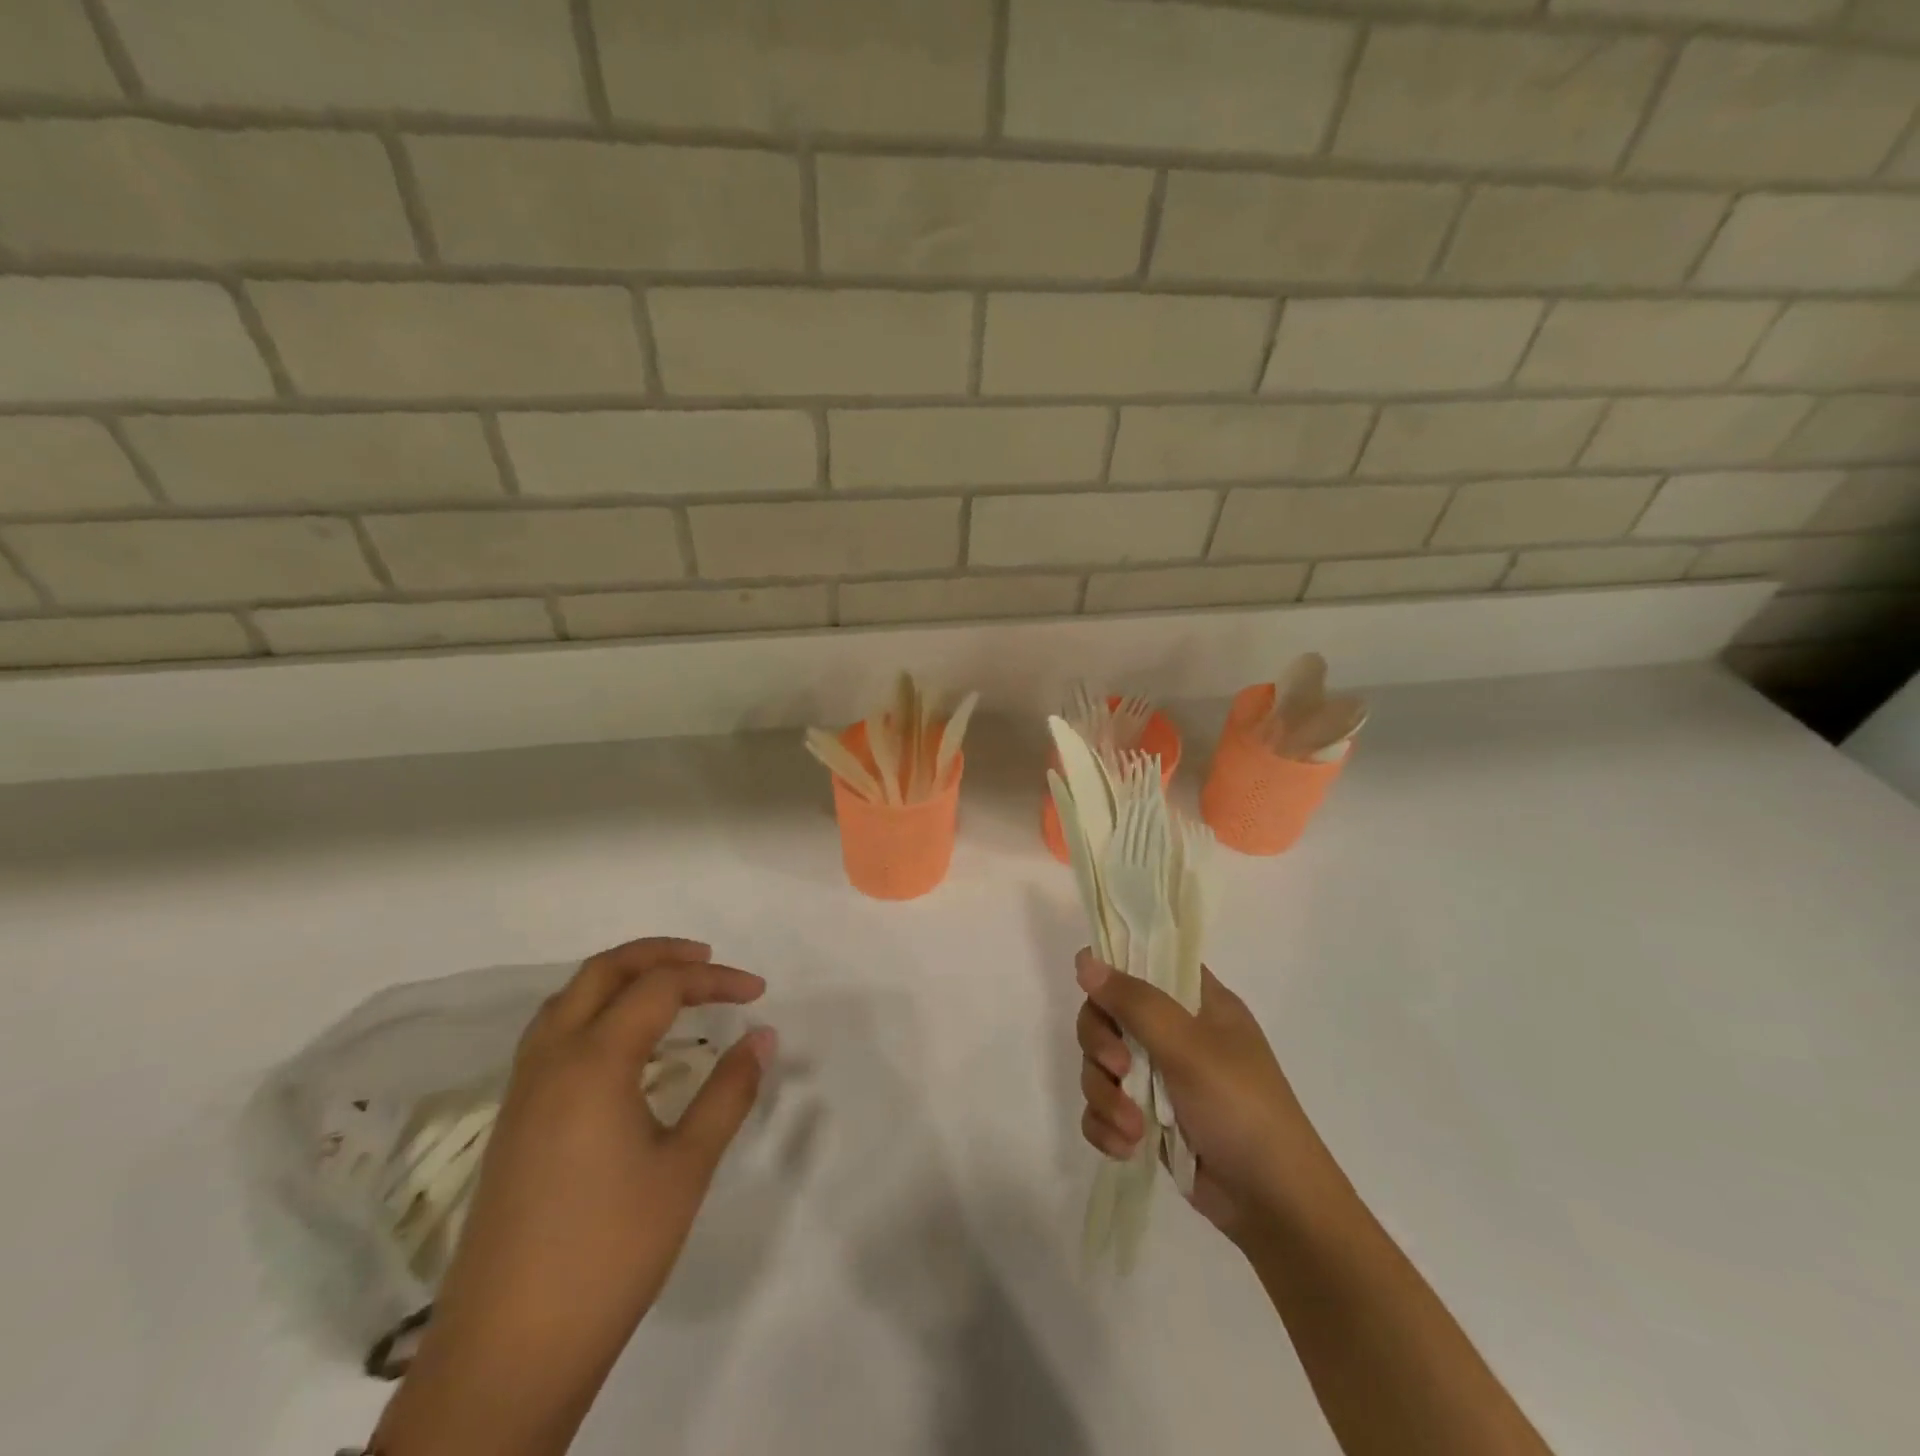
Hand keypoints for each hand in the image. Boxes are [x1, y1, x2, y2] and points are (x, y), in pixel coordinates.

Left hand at [376, 938, 774, 1455]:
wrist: (507, 1354)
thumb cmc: (609, 1252)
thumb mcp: (686, 1168)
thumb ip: (728, 1093)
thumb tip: (763, 1037)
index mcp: (593, 1062)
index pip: (660, 988)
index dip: (714, 980)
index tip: (758, 993)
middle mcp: (550, 1059)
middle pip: (602, 972)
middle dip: (659, 954)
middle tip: (708, 961)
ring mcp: (523, 1090)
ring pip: (569, 998)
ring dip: (621, 977)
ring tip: (668, 988)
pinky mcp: (514, 1120)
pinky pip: (553, 1033)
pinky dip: (595, 1010)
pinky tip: (622, 1044)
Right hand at [1075, 948, 1330, 1245]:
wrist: (1275, 1206)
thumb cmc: (1241, 1109)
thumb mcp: (1189, 1048)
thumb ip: (1135, 1002)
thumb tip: (1084, 960)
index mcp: (1196, 1002)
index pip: (1144, 963)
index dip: (1114, 972)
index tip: (1096, 995)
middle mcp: (1175, 1033)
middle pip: (1107, 1015)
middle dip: (1102, 1047)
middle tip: (1118, 1069)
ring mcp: (1160, 1078)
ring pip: (1100, 1065)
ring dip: (1106, 1096)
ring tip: (1132, 1127)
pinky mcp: (1147, 1119)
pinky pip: (1103, 1108)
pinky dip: (1107, 1125)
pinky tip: (1127, 1147)